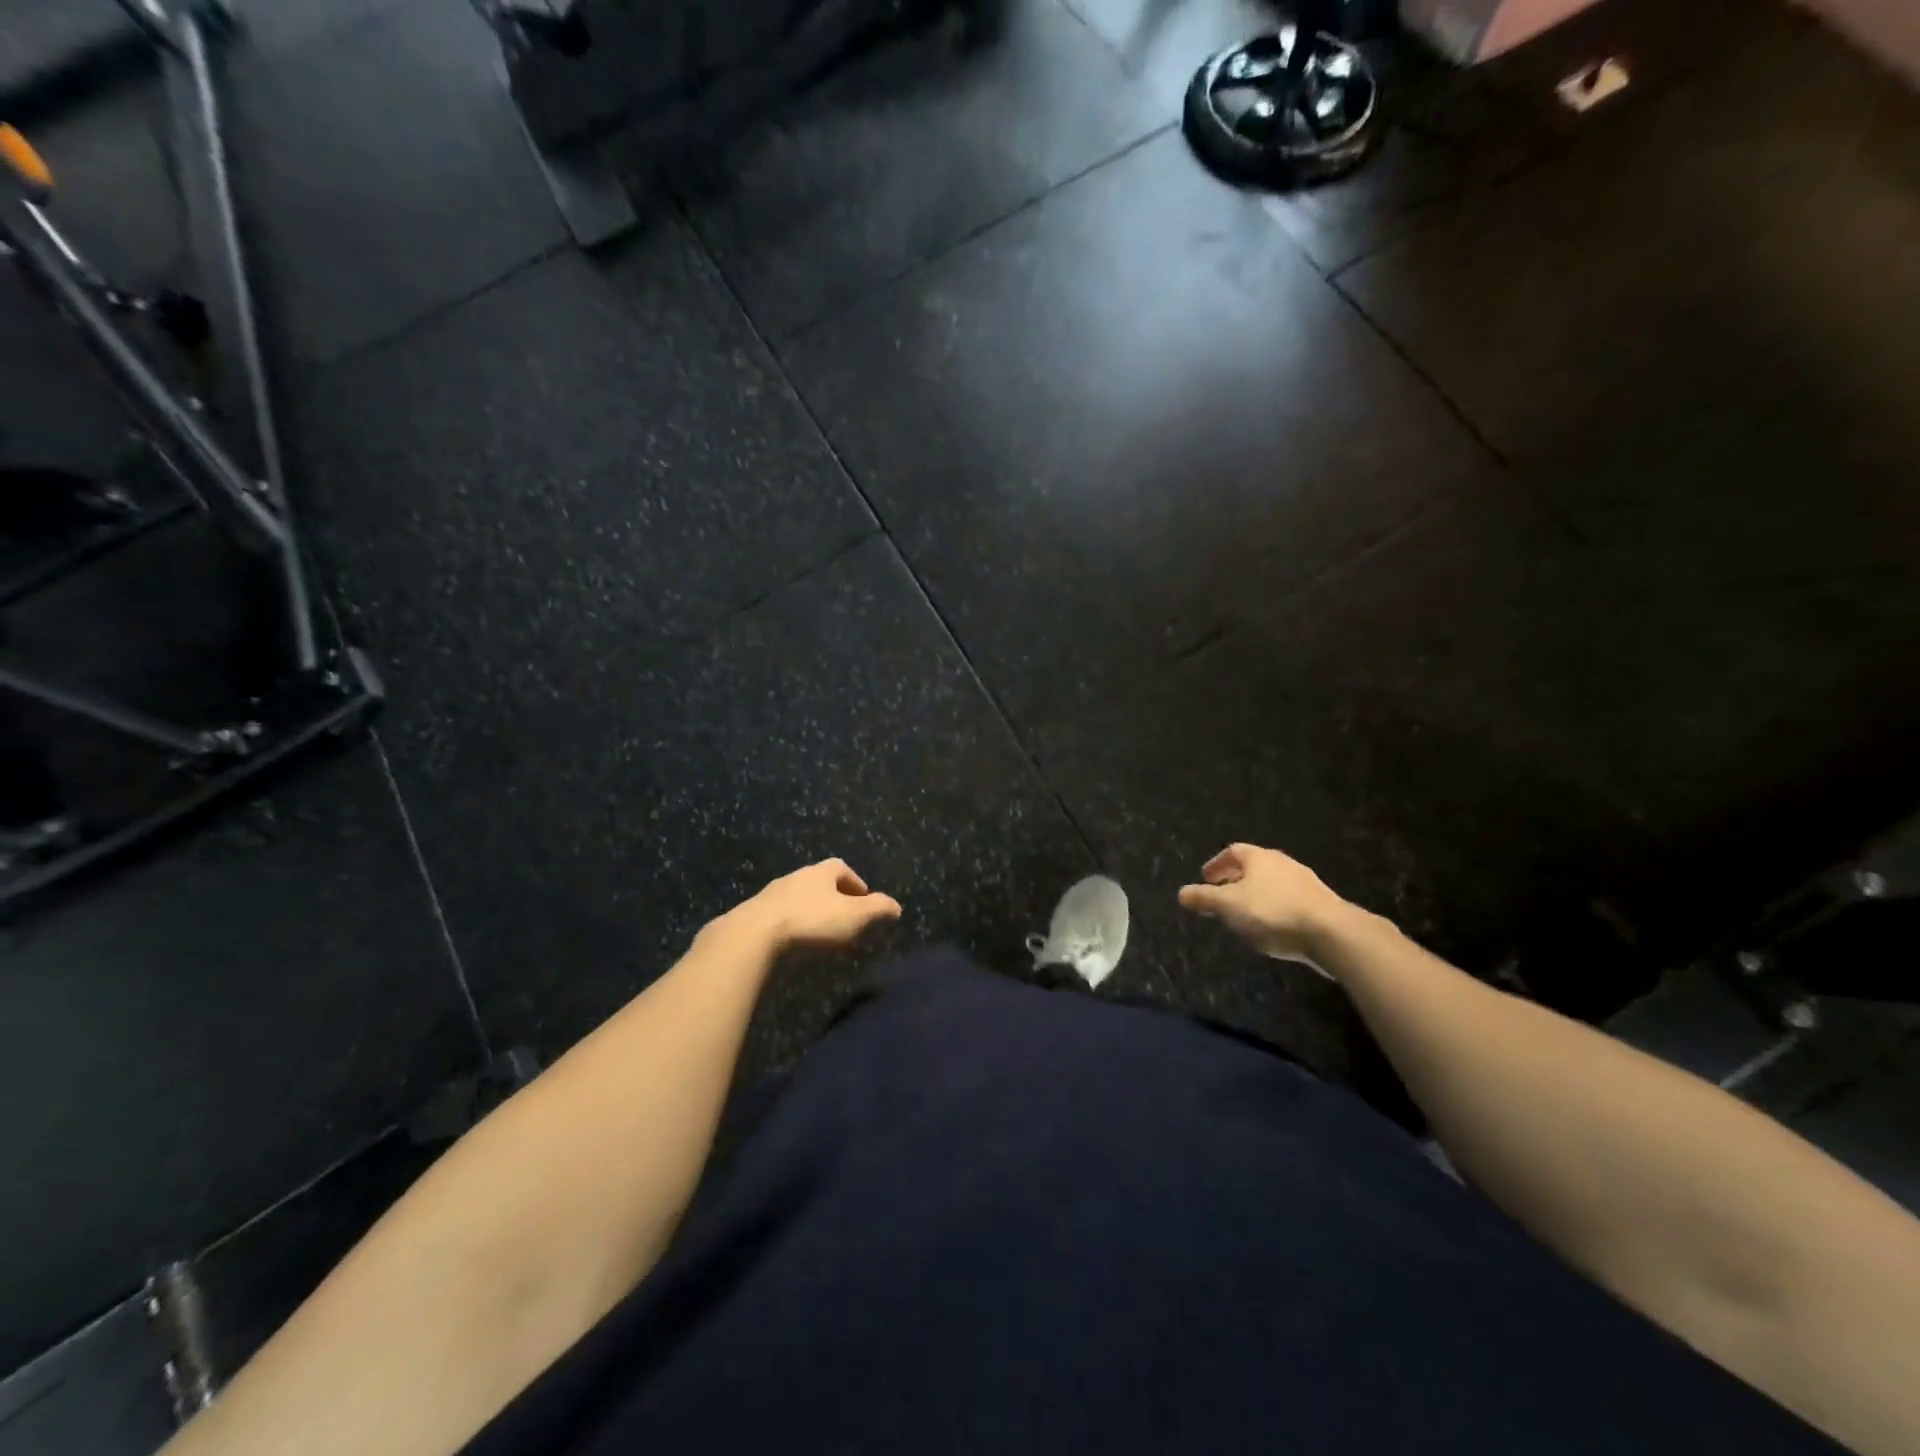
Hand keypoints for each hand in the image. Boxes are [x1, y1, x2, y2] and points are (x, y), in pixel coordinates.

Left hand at [720, 858, 901, 953]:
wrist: (755, 934)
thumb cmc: (812, 921)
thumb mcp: (854, 917)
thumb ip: (877, 910)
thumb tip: (896, 906)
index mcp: (821, 871)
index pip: (842, 868)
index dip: (855, 883)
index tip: (863, 900)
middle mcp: (796, 875)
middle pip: (819, 882)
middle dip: (834, 898)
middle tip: (845, 919)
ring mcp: (772, 893)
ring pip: (799, 898)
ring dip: (812, 911)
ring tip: (821, 934)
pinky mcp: (755, 913)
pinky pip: (780, 915)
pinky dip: (792, 924)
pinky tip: (795, 942)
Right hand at [1177, 843, 1351, 969]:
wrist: (1331, 933)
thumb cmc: (1272, 912)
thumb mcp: (1228, 906)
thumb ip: (1203, 898)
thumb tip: (1182, 893)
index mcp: (1258, 857)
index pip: (1232, 851)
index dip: (1216, 864)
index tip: (1206, 879)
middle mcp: (1282, 862)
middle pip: (1253, 866)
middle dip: (1235, 880)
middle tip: (1221, 897)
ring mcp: (1304, 881)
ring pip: (1271, 883)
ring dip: (1255, 895)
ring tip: (1244, 915)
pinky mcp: (1320, 902)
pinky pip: (1288, 899)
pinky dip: (1274, 907)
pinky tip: (1271, 927)